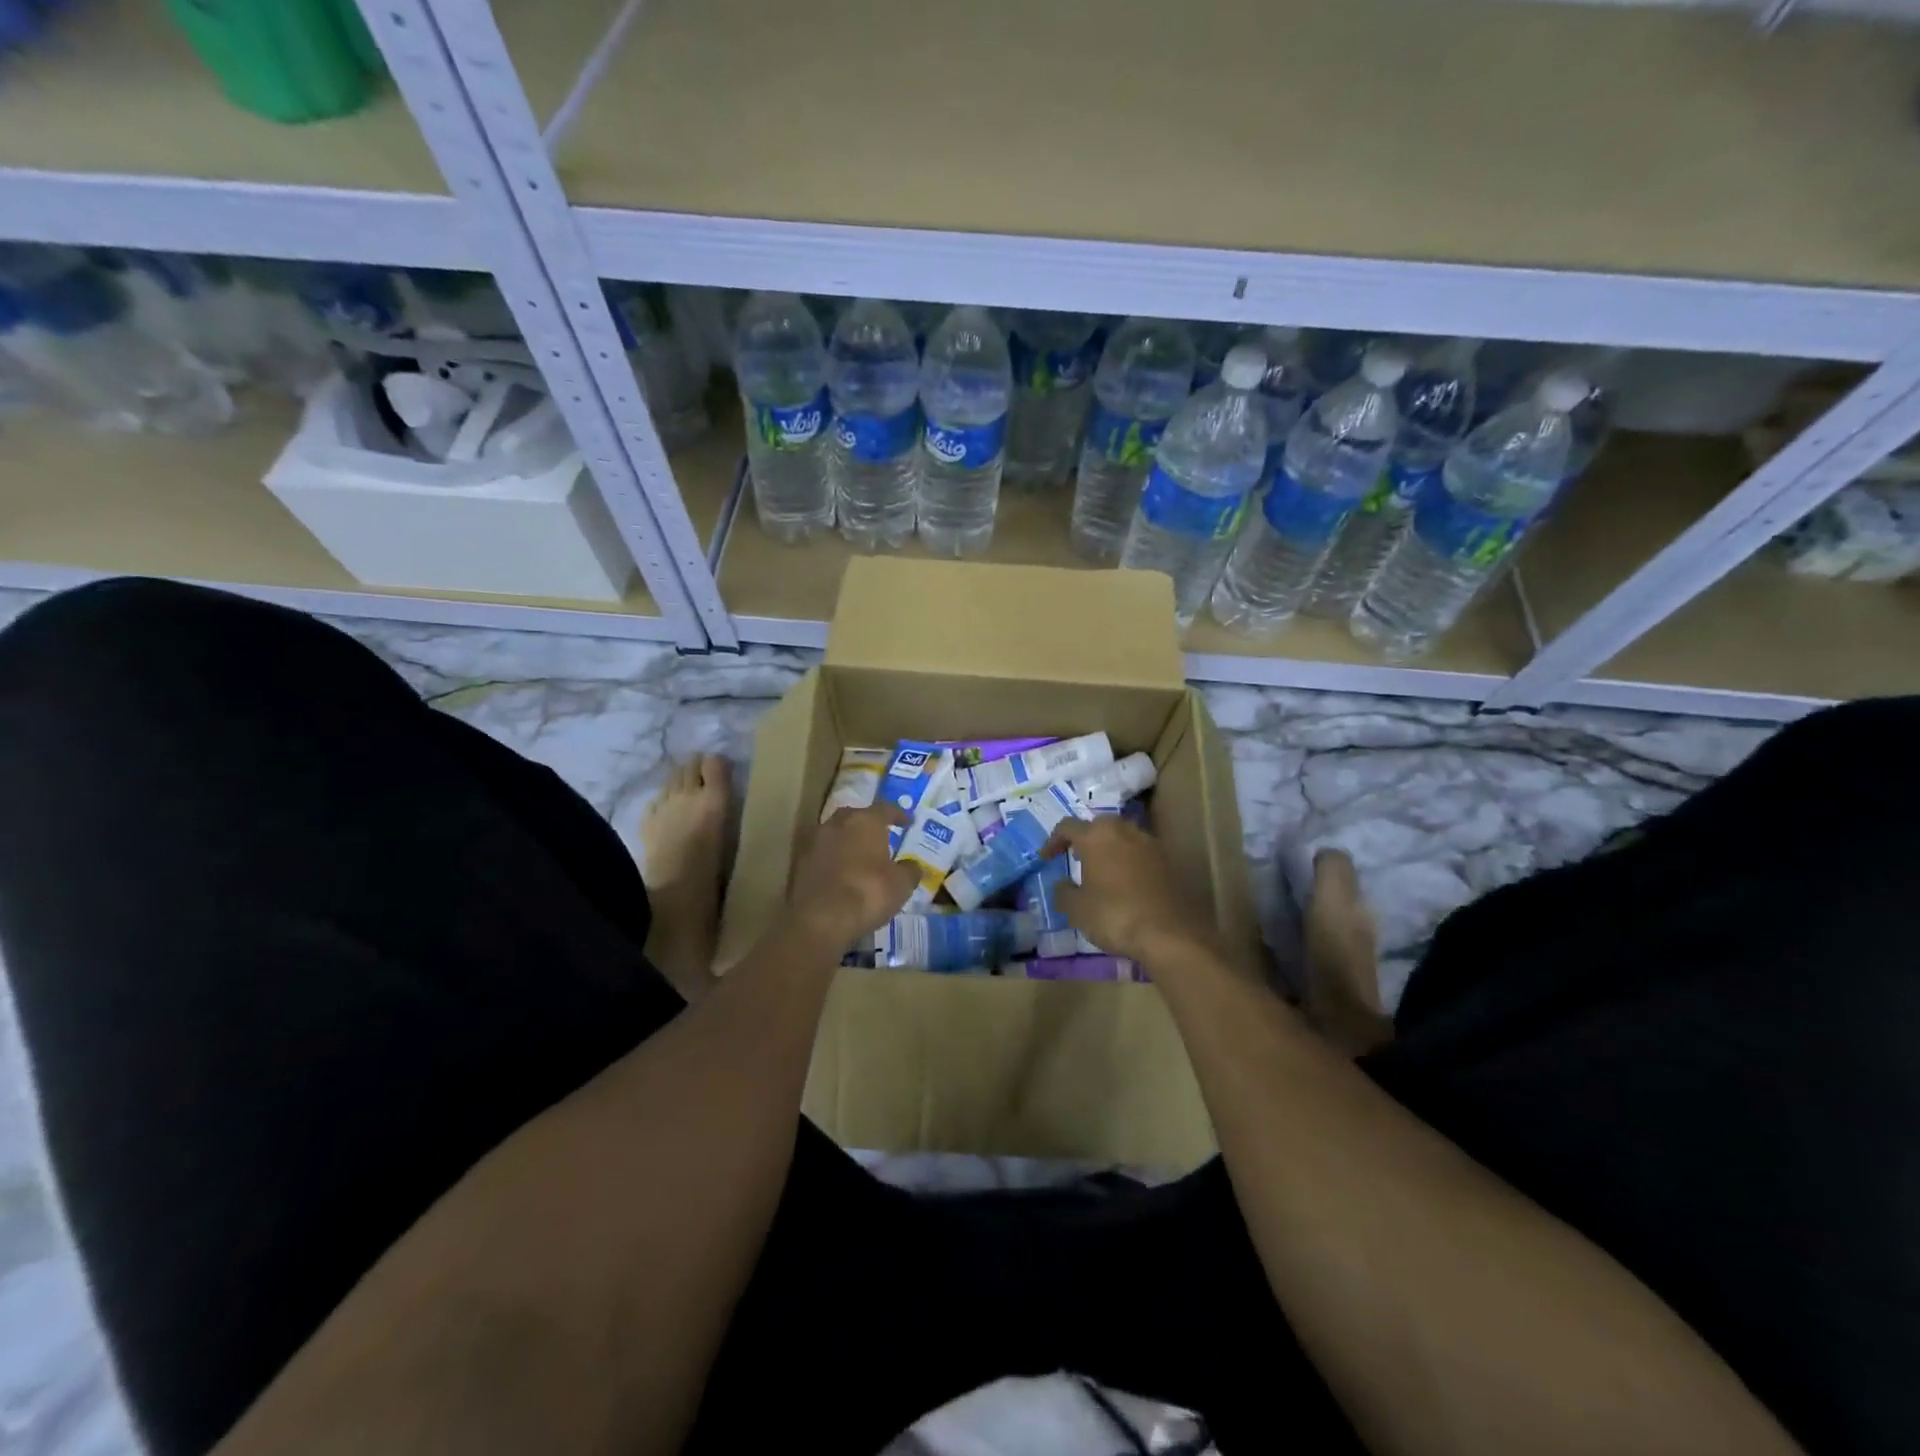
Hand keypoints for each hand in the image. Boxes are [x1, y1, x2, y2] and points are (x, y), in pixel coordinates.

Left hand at [785, 803, 918, 950]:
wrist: (821, 920)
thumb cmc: (869, 893)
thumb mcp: (901, 884)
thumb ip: (909, 870)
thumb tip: (912, 866)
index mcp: (864, 821)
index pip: (885, 809)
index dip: (898, 815)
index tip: (907, 822)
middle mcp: (837, 823)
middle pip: (855, 817)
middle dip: (867, 825)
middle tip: (879, 837)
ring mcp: (813, 842)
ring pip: (835, 834)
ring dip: (847, 842)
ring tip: (859, 857)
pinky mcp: (798, 864)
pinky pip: (821, 855)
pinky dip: (832, 861)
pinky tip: (840, 875)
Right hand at [1044, 817, 1215, 964]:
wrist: (1170, 933)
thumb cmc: (1115, 915)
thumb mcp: (1077, 909)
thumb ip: (1064, 892)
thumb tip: (1064, 884)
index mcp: (1096, 836)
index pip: (1067, 827)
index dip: (1053, 841)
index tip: (1047, 858)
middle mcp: (1124, 830)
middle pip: (1099, 826)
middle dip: (1085, 839)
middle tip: (1077, 858)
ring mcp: (1151, 843)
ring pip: (1123, 837)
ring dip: (1110, 849)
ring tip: (1102, 871)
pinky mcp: (1170, 861)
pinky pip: (1141, 853)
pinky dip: (1130, 862)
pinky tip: (1126, 883)